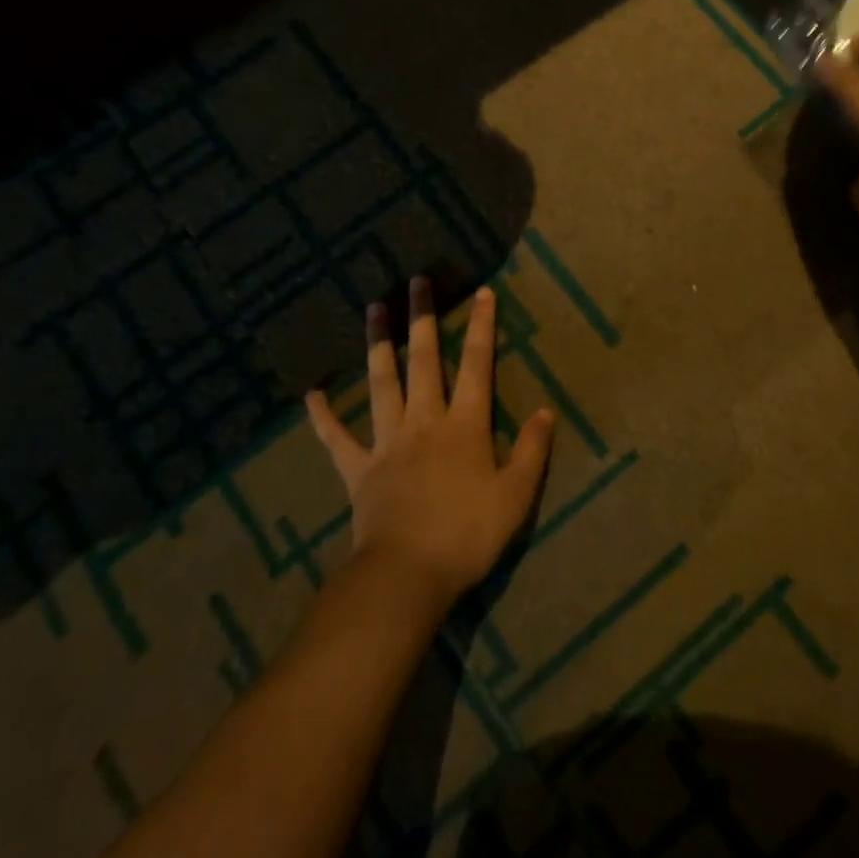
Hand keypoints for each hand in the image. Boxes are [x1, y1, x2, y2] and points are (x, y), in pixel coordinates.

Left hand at [306, 278, 555, 608]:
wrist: (408, 576)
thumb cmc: (468, 535)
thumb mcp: (515, 496)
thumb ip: (531, 450)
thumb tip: (547, 412)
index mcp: (464, 425)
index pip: (477, 365)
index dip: (482, 327)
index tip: (482, 292)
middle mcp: (424, 421)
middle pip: (423, 360)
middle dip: (422, 318)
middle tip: (416, 281)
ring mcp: (387, 442)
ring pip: (381, 383)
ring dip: (378, 345)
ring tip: (373, 309)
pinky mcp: (359, 469)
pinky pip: (336, 438)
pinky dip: (322, 416)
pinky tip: (311, 393)